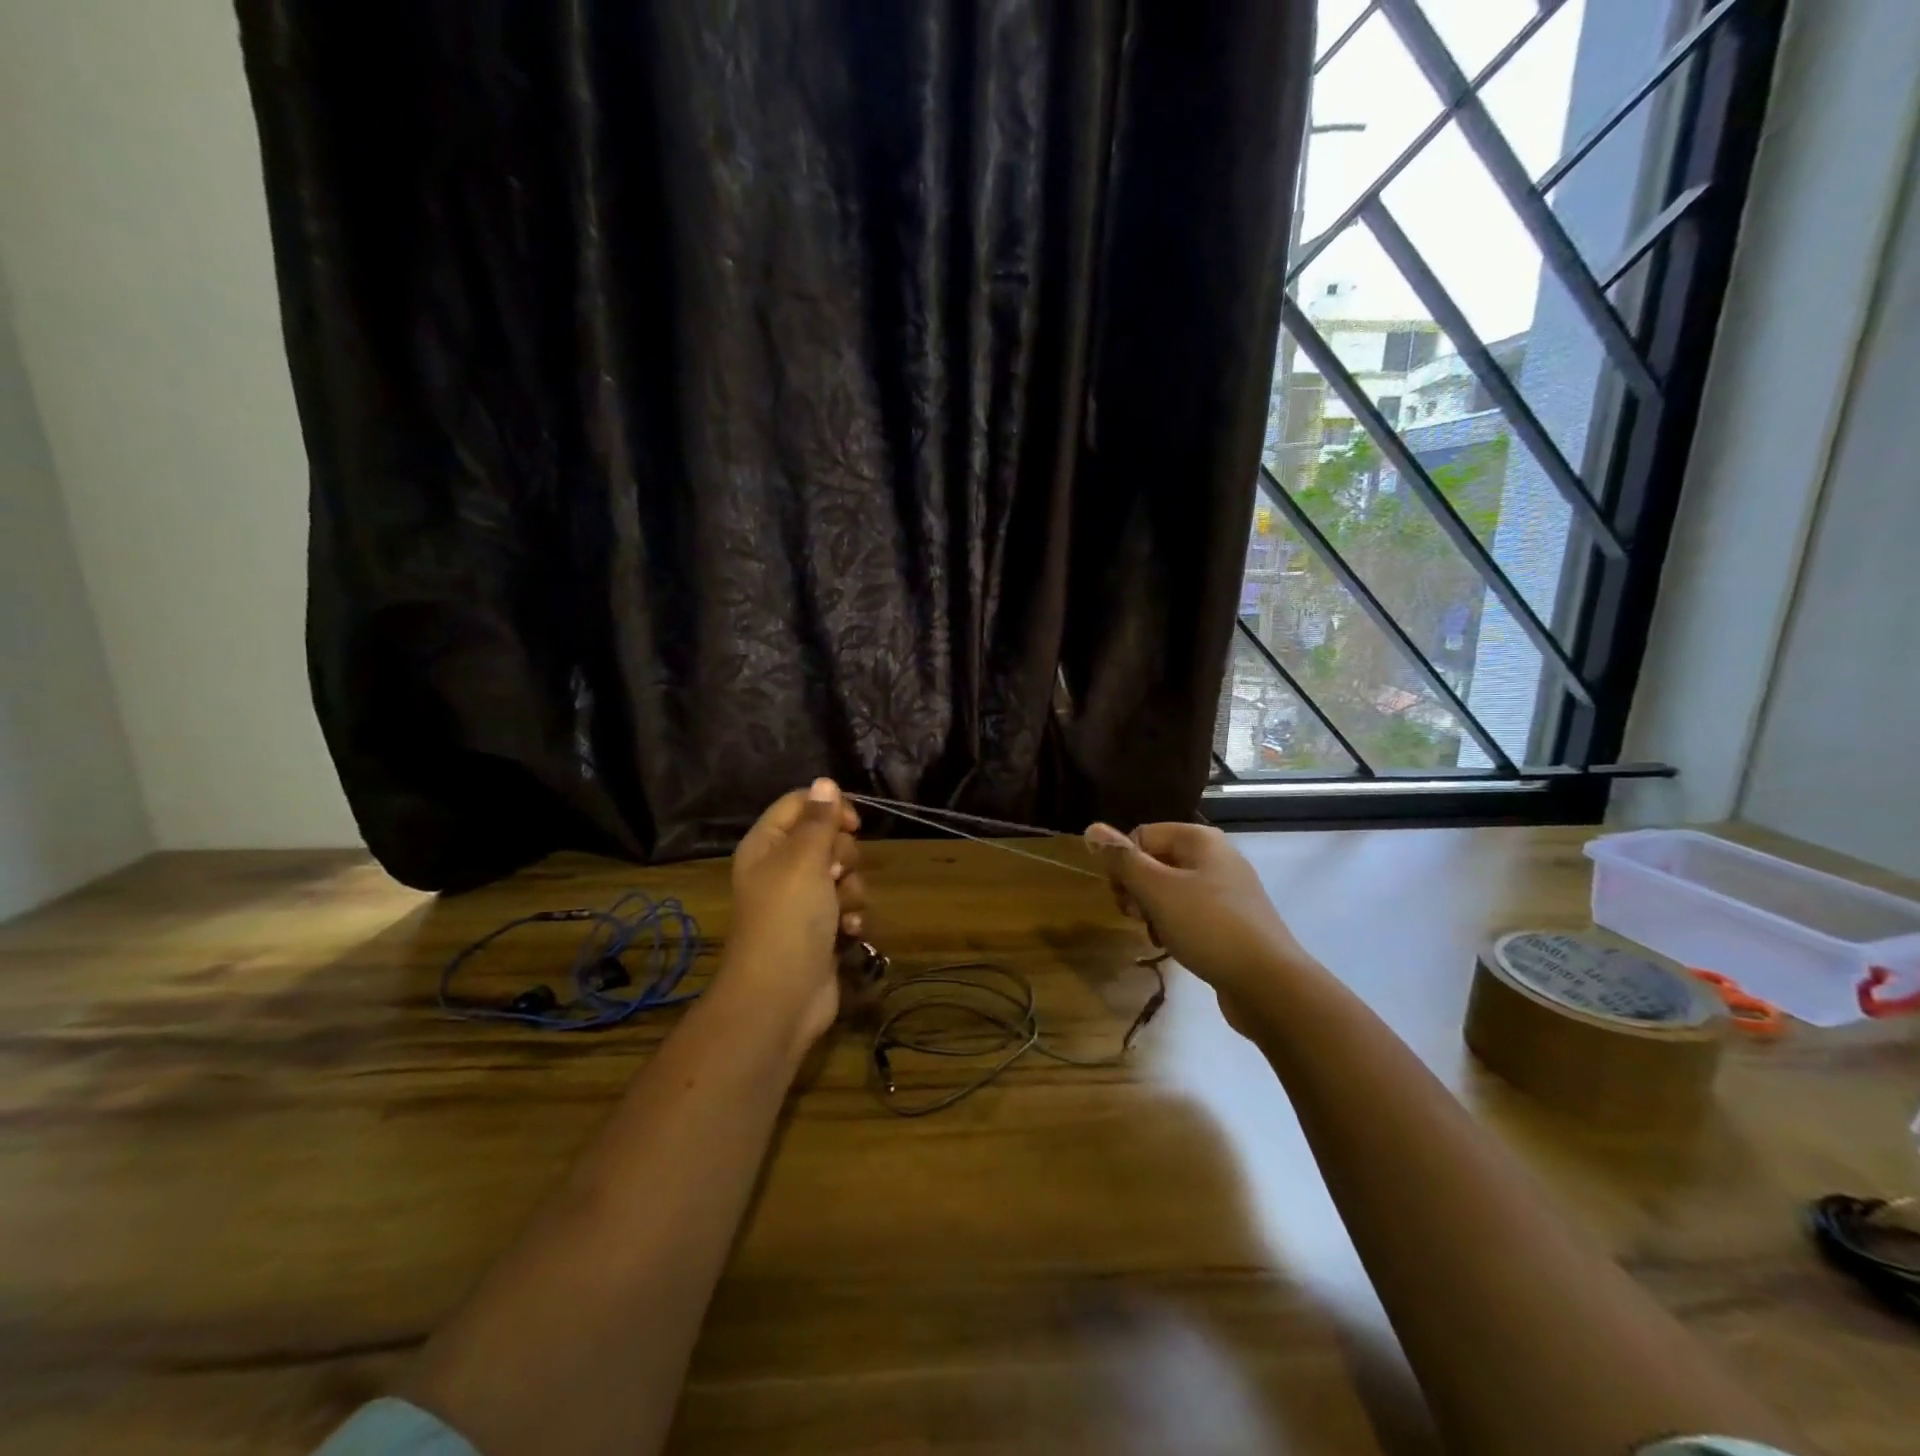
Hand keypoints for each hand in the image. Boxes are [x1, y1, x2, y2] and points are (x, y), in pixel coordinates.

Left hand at [720, 779, 866, 1052]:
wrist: (780, 998)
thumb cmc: (788, 918)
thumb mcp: (803, 859)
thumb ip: (818, 819)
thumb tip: (825, 782)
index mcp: (767, 845)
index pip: (800, 803)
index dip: (830, 807)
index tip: (852, 825)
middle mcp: (782, 869)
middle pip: (827, 839)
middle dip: (843, 856)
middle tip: (834, 875)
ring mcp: (802, 902)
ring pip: (844, 874)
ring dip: (852, 890)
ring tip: (840, 911)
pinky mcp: (821, 930)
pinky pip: (847, 907)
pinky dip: (852, 917)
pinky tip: (849, 932)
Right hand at [1083, 822, 1312, 1025]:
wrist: (1269, 984)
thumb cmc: (1208, 927)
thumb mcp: (1157, 890)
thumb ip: (1122, 860)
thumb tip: (1091, 827)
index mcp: (1200, 840)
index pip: (1142, 836)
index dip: (1124, 865)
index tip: (1123, 897)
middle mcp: (1215, 857)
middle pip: (1155, 862)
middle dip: (1137, 890)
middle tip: (1137, 917)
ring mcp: (1227, 890)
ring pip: (1170, 890)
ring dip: (1153, 911)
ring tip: (1156, 935)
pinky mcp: (1232, 921)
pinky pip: (1190, 912)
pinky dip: (1174, 926)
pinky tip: (1173, 946)